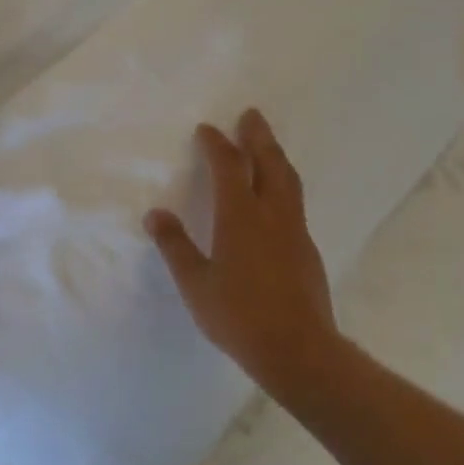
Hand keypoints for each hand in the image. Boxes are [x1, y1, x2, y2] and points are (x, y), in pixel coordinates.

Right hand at [145, 109, 338, 389]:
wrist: (299, 350)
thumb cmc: (239, 316)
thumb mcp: (196, 284)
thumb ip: (175, 246)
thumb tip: (155, 214)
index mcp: (240, 216)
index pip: (228, 166)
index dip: (216, 144)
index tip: (207, 129)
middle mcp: (271, 214)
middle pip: (268, 162)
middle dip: (258, 135)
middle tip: (252, 115)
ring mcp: (295, 230)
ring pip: (288, 179)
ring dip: (276, 155)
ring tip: (268, 144)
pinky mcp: (307, 249)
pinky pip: (295, 201)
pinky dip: (284, 183)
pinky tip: (278, 196)